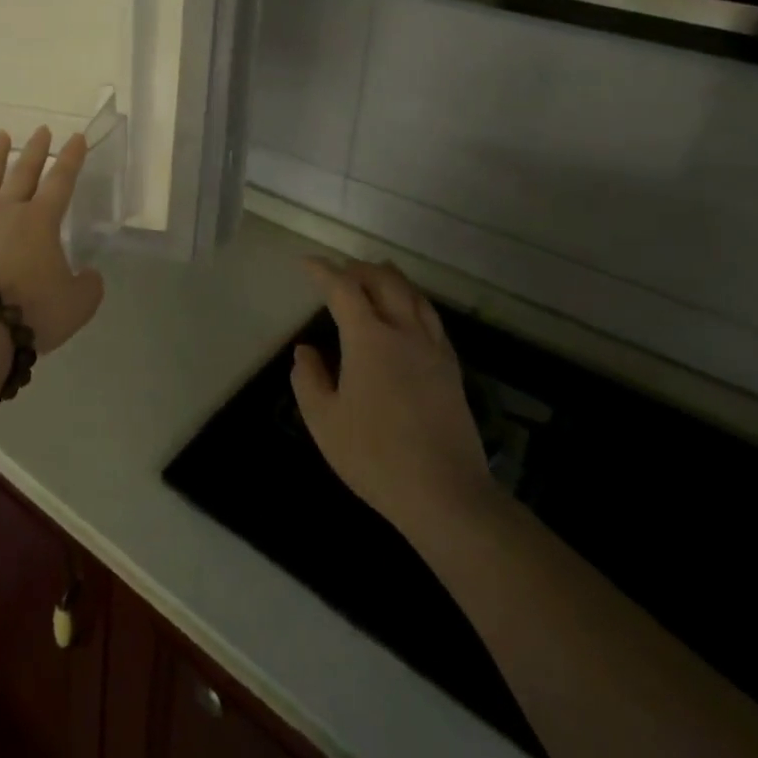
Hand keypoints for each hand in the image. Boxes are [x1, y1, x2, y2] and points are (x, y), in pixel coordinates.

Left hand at [0, 128, 105, 355]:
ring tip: (0, 137)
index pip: (61, 181)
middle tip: (41, 130)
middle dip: (35, 150)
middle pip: (22, 173)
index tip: (76, 136)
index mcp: (40, 221)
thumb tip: (90, 275)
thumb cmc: (31, 312)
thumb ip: (88, 286)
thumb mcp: (77, 305)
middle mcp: (6, 213)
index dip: (71, 158)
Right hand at [290, 257, 499, 548]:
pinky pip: (431, 319)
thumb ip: (308, 379)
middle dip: (360, 269)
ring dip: (391, 279)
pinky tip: (409, 313)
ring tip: (376, 275)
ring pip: (414, 296)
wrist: (446, 495)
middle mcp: (404, 332)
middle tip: (340, 269)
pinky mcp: (451, 370)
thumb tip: (305, 351)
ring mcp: (433, 350)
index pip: (343, 289)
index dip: (323, 271)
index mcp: (369, 339)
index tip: (307, 263)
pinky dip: (414, 302)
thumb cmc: (375, 456)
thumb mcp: (323, 420)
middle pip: (384, 282)